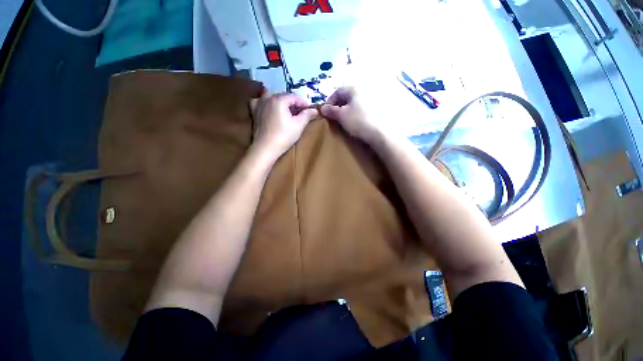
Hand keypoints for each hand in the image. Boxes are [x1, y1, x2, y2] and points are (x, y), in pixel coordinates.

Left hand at [250, 92, 317, 158]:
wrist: (265, 148)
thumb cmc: (284, 136)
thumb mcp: (298, 125)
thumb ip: (307, 115)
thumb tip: (315, 110)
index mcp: (279, 100)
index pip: (294, 97)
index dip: (303, 103)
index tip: (309, 110)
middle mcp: (267, 98)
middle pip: (283, 96)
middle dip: (293, 103)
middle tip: (300, 112)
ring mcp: (259, 104)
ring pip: (272, 97)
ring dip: (281, 101)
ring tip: (287, 110)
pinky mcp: (254, 112)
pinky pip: (260, 102)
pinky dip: (267, 103)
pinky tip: (270, 108)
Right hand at [320, 86, 385, 144]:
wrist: (379, 133)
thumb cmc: (358, 121)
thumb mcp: (342, 116)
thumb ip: (331, 111)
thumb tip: (322, 108)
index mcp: (354, 89)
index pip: (337, 91)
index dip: (329, 101)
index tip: (326, 112)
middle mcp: (364, 90)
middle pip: (346, 96)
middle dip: (338, 106)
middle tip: (334, 117)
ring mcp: (372, 100)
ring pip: (354, 103)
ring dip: (347, 110)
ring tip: (343, 121)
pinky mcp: (377, 109)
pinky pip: (361, 109)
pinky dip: (355, 114)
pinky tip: (355, 122)